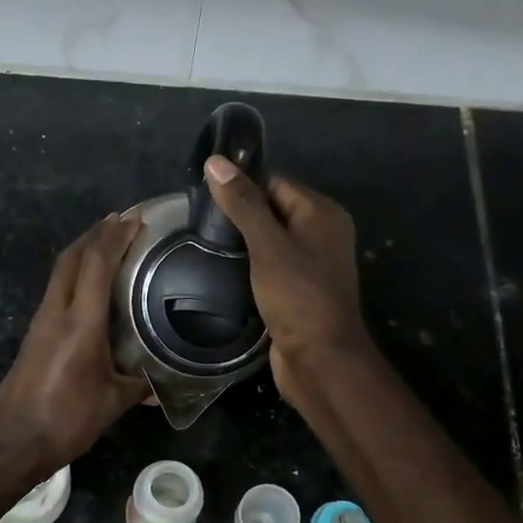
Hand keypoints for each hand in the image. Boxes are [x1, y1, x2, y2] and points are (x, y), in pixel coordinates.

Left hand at [0, 215, 149, 475]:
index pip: (96, 264)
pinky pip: (55, 291)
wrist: (14, 443)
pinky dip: (73, 276)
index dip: (116, 236)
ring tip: (107, 245)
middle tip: (121, 221)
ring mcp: (39, 323)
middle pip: (71, 257)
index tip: (136, 220)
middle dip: (95, 233)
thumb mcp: (112, 403)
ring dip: (81, 252)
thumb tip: (159, 385)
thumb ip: (138, 387)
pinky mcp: (32, 336)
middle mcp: (55, 313)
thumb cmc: (66, 421)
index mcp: (80, 323)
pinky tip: (89, 287)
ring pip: (59, 273)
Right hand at [202, 156, 366, 397]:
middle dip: (239, 218)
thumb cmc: (298, 297)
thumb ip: (243, 205)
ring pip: (269, 243)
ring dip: (242, 246)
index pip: (276, 184)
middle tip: (200, 227)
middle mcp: (321, 235)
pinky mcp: (297, 292)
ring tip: (206, 248)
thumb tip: (216, 162)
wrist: (319, 360)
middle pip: (273, 211)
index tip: (206, 200)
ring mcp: (310, 265)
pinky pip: (270, 268)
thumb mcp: (267, 246)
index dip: (243, 189)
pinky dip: (249, 269)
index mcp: (322, 214)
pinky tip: (223, 274)